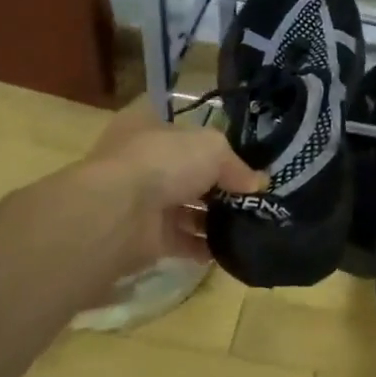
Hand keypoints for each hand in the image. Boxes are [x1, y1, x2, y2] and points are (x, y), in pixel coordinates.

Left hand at [78, 102, 263, 274]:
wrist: (118, 214)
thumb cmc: (162, 162)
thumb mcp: (212, 148)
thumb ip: (236, 165)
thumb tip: (257, 183)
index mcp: (149, 128)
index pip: (185, 132)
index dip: (214, 145)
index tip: (244, 160)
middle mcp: (143, 163)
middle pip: (188, 173)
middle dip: (219, 186)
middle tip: (254, 197)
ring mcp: (142, 202)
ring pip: (186, 209)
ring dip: (215, 218)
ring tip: (250, 224)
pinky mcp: (146, 239)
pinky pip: (183, 242)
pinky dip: (205, 247)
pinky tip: (231, 248)